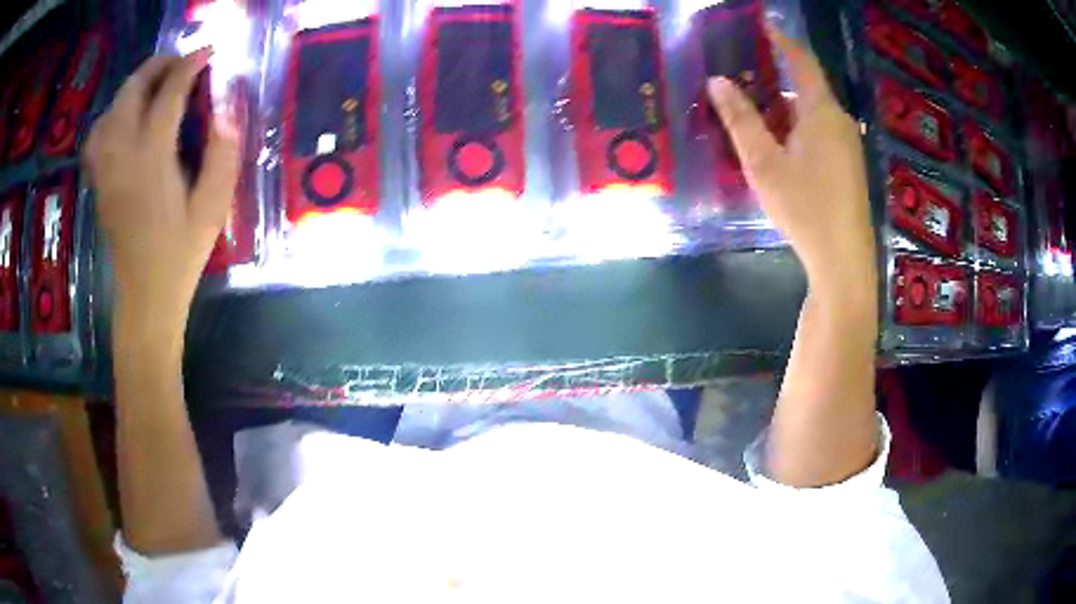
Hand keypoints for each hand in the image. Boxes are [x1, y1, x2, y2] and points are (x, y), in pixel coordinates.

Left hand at [84, 50, 238, 329]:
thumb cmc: (181, 255)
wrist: (145, 297)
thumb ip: (222, 155)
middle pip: (132, 91)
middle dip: (158, 65)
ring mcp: (106, 169)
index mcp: (153, 159)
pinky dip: (111, 115)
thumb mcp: (213, 208)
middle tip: (180, 61)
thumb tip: (226, 111)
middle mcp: (123, 156)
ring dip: (133, 87)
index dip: (191, 65)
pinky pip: (97, 135)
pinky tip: (124, 119)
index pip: (170, 94)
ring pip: (111, 109)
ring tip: (153, 85)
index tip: (208, 51)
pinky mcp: (100, 182)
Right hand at [708, 27, 874, 295]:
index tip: (762, 25)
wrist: (844, 261)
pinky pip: (819, 133)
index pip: (801, 61)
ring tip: (750, 113)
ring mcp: (847, 145)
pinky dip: (795, 129)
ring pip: (811, 114)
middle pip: (805, 88)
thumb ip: (740, 119)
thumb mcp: (764, 163)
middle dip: (774, 79)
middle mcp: (839, 121)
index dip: (781, 40)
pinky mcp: (848, 167)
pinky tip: (776, 147)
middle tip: (739, 77)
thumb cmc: (806, 207)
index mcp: (821, 111)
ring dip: (783, 109)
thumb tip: (717, 81)